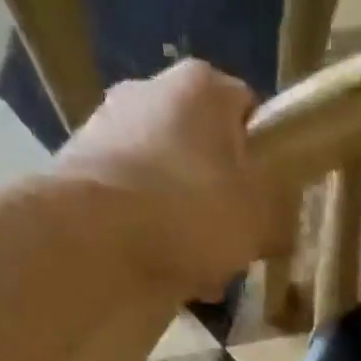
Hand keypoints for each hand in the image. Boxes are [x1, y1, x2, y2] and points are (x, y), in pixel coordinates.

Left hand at [54, 59, 285, 300]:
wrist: (91, 238)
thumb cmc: (190, 214)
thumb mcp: (260, 221)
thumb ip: (280, 216)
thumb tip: (279, 223)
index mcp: (202, 86)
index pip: (250, 113)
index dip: (265, 163)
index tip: (268, 206)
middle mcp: (150, 90)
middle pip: (207, 152)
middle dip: (223, 201)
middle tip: (235, 247)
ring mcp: (107, 127)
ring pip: (170, 182)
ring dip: (188, 224)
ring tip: (199, 273)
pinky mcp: (80, 169)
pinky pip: (134, 203)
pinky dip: (151, 233)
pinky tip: (162, 271)